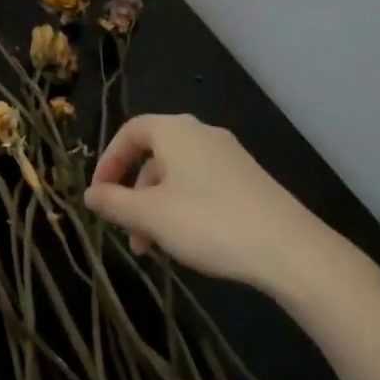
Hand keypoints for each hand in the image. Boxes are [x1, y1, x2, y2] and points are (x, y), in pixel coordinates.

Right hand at [83, 114, 346, 291]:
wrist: (290, 249)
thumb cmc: (208, 223)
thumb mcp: (150, 217)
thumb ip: (114, 203)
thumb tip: (89, 194)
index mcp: (174, 130)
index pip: (130, 132)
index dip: (109, 161)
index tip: (100, 195)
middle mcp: (201, 133)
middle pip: (155, 155)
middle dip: (135, 194)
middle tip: (128, 232)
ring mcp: (229, 155)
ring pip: (179, 175)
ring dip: (159, 207)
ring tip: (156, 249)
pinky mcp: (250, 179)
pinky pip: (203, 185)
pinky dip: (185, 207)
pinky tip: (190, 242)